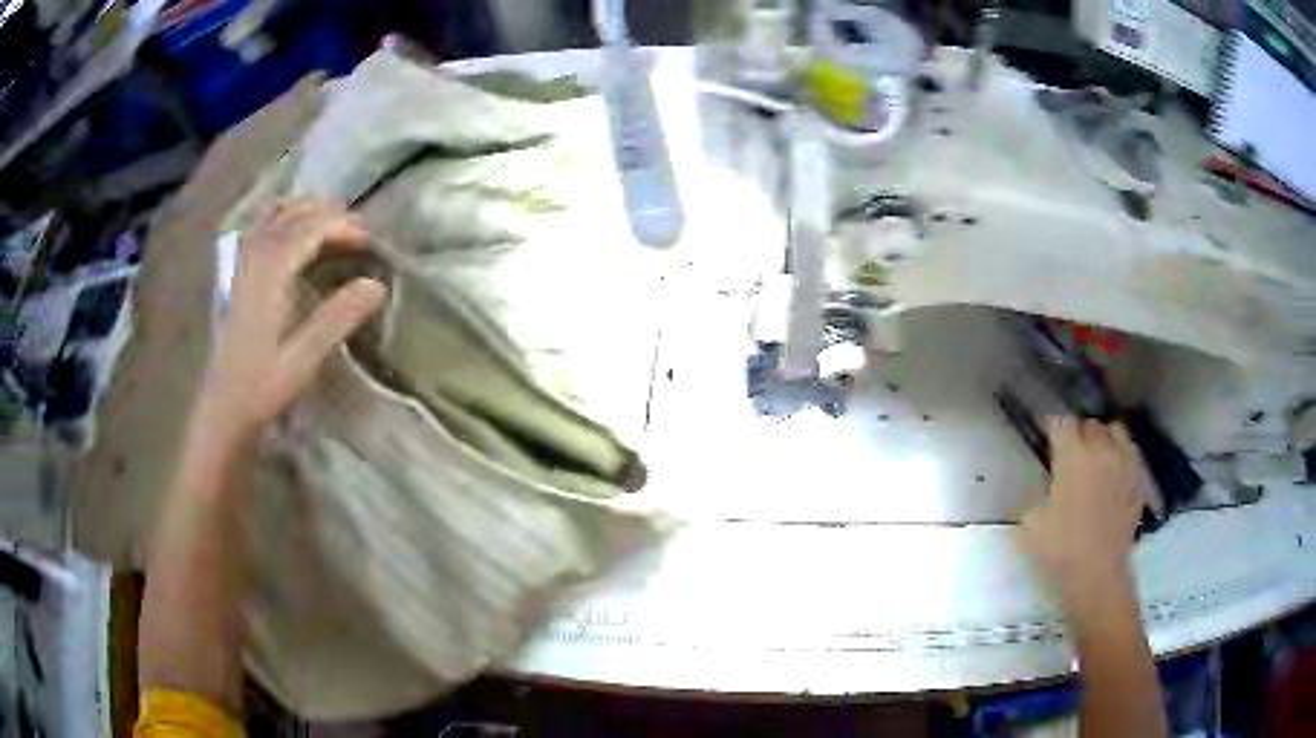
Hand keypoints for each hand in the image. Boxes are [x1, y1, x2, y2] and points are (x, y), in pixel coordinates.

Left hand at [197, 198, 386, 444]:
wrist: (222, 408)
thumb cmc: (261, 388)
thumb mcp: (302, 360)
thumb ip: (337, 319)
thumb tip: (376, 285)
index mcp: (270, 274)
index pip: (310, 229)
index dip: (343, 226)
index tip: (371, 241)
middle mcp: (254, 258)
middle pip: (294, 213)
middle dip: (330, 214)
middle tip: (359, 232)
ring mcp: (242, 263)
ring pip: (275, 214)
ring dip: (307, 209)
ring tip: (333, 223)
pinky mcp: (236, 274)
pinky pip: (260, 227)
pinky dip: (283, 217)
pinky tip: (293, 231)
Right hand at [1021, 417, 1151, 597]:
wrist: (1098, 575)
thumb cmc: (1060, 549)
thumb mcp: (1031, 523)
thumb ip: (1039, 495)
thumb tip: (1046, 490)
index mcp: (1073, 454)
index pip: (1061, 421)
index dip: (1051, 425)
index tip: (1045, 434)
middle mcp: (1102, 448)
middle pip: (1090, 423)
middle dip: (1079, 432)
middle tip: (1070, 451)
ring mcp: (1125, 463)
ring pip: (1116, 431)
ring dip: (1105, 438)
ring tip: (1098, 455)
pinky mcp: (1139, 481)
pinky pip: (1131, 457)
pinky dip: (1122, 459)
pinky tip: (1115, 476)